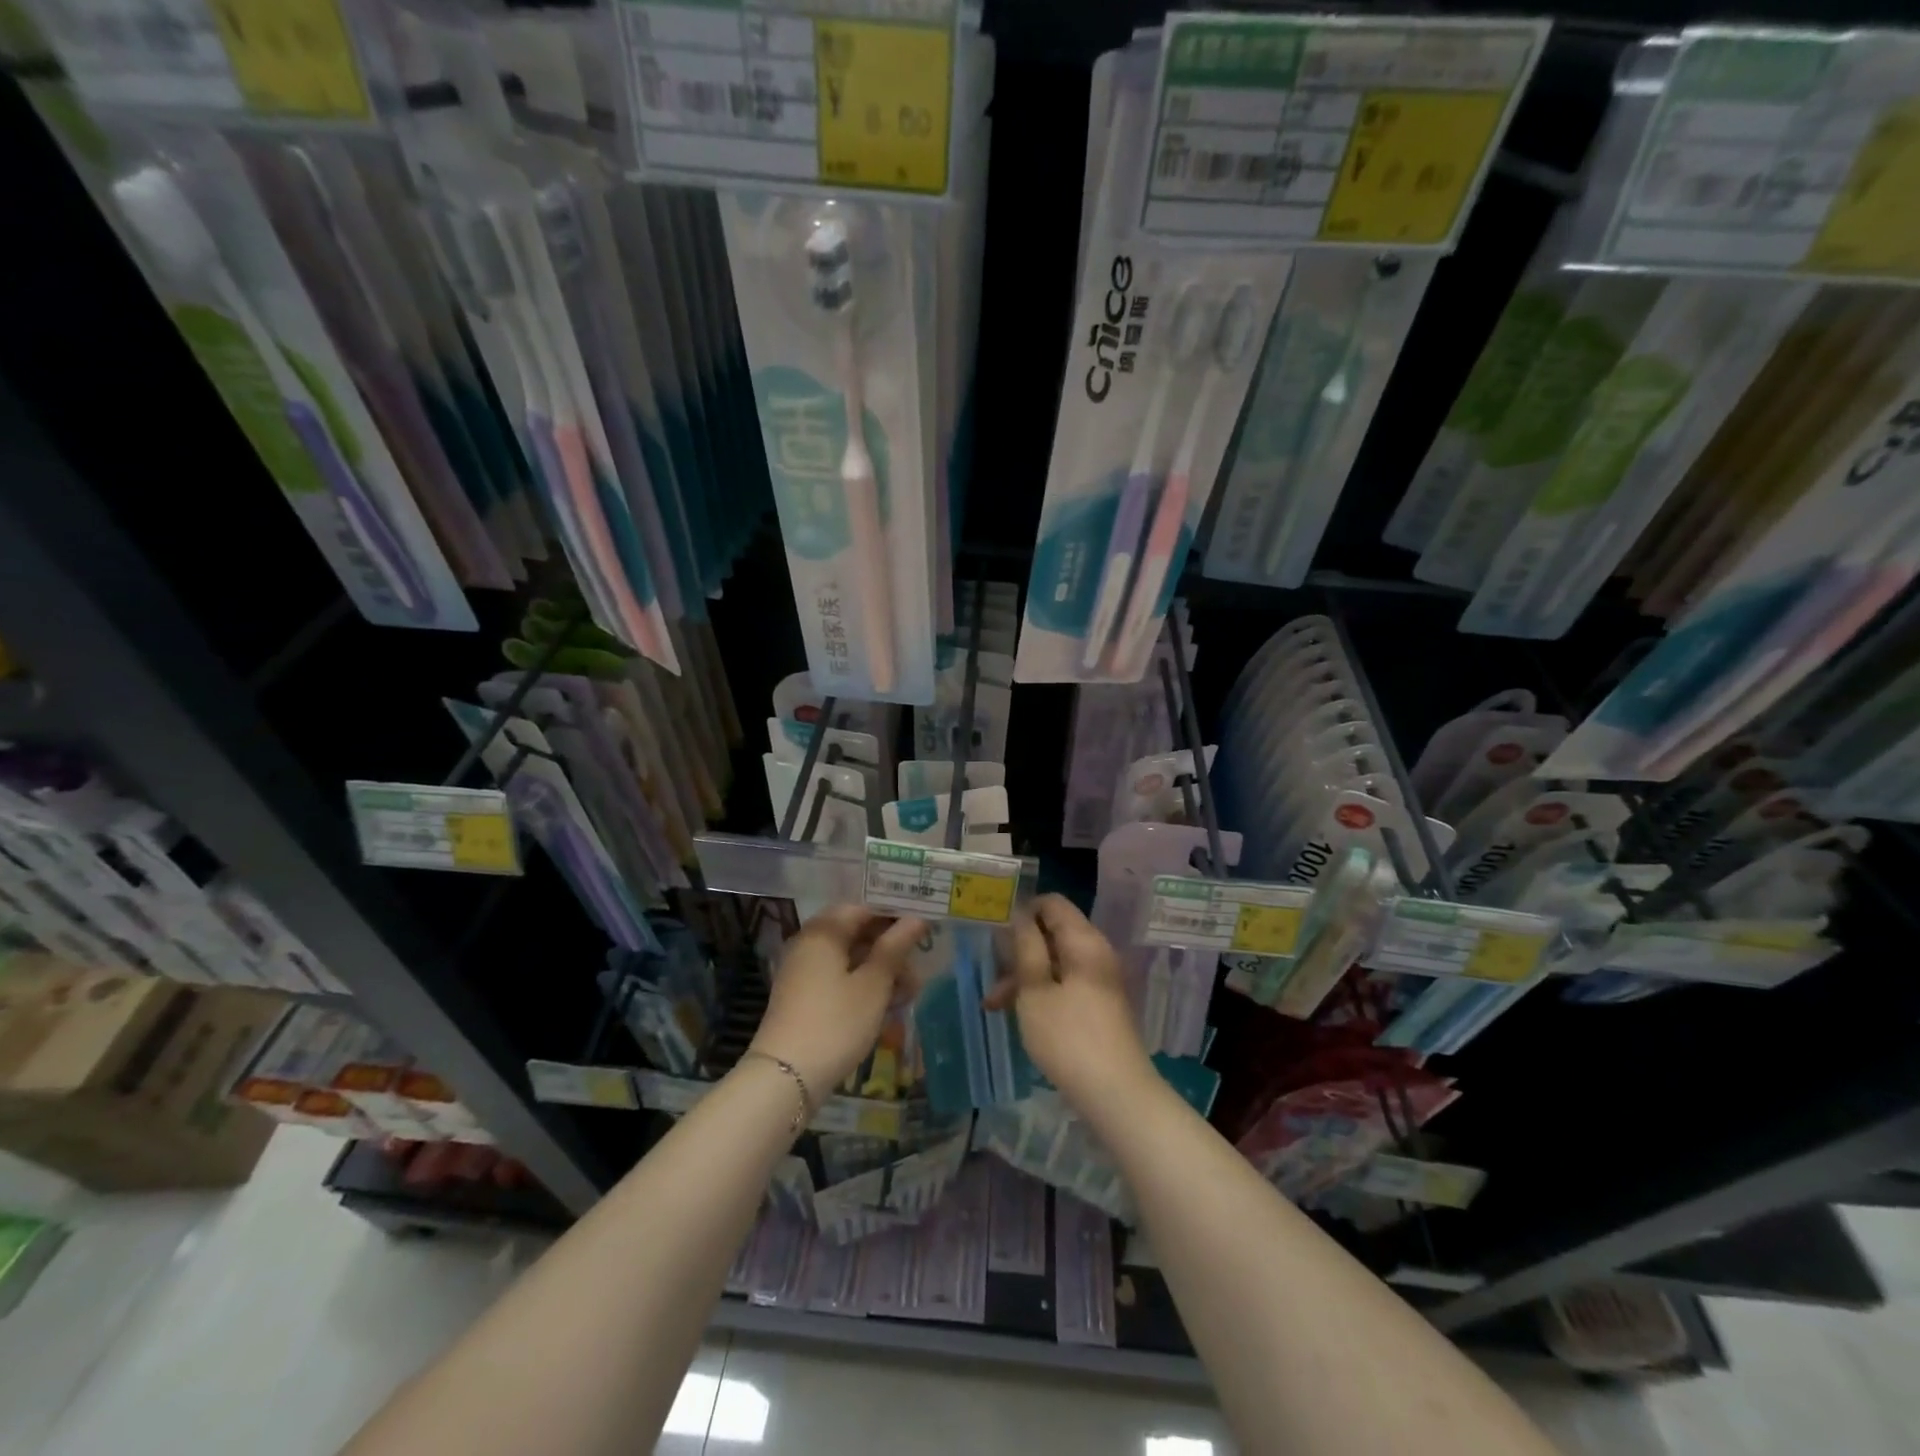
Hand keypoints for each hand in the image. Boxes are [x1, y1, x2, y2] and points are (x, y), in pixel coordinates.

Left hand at [749, 905, 926, 1096]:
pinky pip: (839, 979)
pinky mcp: (803, 997)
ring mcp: (803, 972)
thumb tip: (916, 919)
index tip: (923, 928)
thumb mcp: (873, 984)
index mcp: (823, 931)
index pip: (864, 907)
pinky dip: (863, 986)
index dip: (895, 915)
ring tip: (909, 993)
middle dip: (890, 948)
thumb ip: (895, 947)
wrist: (785, 1077)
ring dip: (880, 971)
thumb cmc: (836, 1022)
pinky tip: (886, 1006)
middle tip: (919, 967)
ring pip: (850, 959)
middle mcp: (809, 944)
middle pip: (856, 933)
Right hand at [986, 894, 1154, 1109]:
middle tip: (990, 976)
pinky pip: (1066, 983)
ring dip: (1025, 977)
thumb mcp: (1035, 991)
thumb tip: (1020, 915)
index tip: (995, 933)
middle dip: (1019, 951)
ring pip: (1055, 962)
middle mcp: (1096, 953)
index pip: (1052, 903)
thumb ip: (1026, 948)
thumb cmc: (1069, 1038)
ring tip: (995, 1005)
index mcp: (1084, 941)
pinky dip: (1042, 992)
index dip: (1022, 911)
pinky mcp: (1099, 1004)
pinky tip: (1018, 1015)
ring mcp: (1100, 980)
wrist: (1116, 1094)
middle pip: (1053, 933)